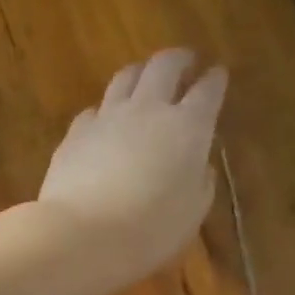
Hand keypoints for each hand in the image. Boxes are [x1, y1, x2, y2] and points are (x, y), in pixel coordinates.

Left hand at [37, 50, 227, 285]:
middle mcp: (149, 110)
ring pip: (125, 77)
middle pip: (164, 66)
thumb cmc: (151, 231)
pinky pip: (94, 109)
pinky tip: (104, 119)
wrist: (85, 235)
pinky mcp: (76, 132)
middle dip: (178, 59)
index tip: (218, 74)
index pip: (207, 92)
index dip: (215, 80)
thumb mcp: (192, 213)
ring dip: (140, 72)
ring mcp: (108, 117)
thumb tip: (200, 167)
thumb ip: (201, 183)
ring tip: (144, 77)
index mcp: (188, 128)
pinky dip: (105, 109)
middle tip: (185, 61)